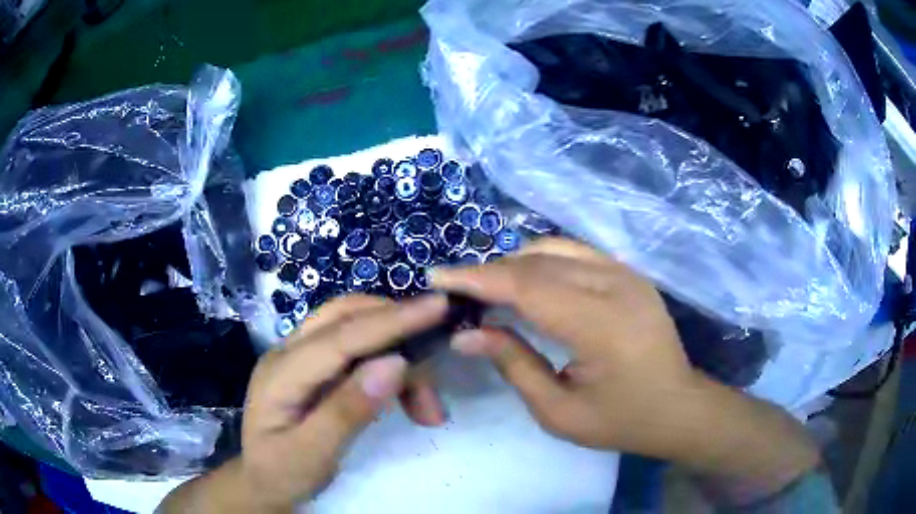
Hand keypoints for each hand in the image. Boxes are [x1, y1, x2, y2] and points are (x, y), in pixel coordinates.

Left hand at [159, 294, 447, 512]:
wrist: (260, 481)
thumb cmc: (282, 474)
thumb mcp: (312, 455)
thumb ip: (347, 411)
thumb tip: (395, 364)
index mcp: (281, 373)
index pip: (340, 336)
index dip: (390, 320)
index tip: (438, 307)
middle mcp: (288, 351)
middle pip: (346, 318)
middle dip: (398, 334)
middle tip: (436, 378)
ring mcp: (298, 355)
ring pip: (353, 326)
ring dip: (396, 350)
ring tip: (425, 405)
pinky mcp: (312, 365)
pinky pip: (354, 345)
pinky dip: (386, 360)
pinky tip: (403, 391)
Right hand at [431, 238, 819, 499]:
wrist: (679, 407)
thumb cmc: (622, 420)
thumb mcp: (559, 412)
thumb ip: (514, 365)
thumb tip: (467, 333)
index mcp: (601, 325)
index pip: (527, 286)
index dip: (478, 278)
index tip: (437, 276)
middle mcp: (616, 285)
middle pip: (538, 261)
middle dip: (490, 271)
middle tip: (455, 289)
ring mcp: (627, 273)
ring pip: (555, 248)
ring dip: (515, 263)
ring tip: (486, 287)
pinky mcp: (630, 273)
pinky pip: (576, 252)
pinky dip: (542, 260)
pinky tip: (526, 281)